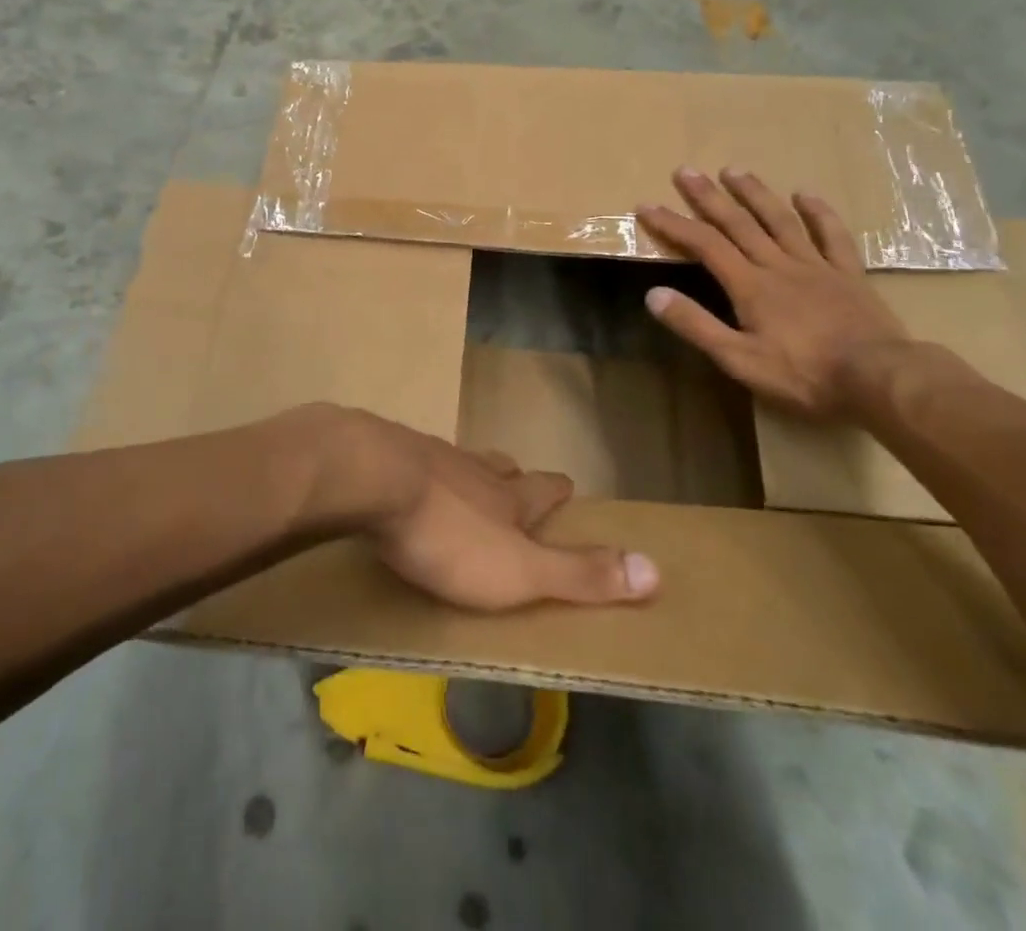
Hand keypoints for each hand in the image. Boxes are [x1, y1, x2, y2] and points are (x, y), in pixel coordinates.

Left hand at [299, 406, 659, 611]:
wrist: (368, 478)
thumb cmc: (448, 534)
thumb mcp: (519, 569)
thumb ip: (580, 573)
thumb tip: (657, 570)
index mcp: (507, 496)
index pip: (543, 488)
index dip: (557, 490)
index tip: (567, 485)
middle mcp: (472, 469)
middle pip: (500, 467)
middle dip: (513, 477)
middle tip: (516, 481)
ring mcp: (426, 456)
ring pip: (457, 461)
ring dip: (467, 472)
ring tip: (464, 482)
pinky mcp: (384, 453)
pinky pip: (410, 461)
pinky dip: (418, 473)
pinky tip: (406, 481)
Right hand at [637, 167, 908, 418]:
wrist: (881, 379)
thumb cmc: (804, 375)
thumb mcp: (739, 360)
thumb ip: (696, 325)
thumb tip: (653, 295)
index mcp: (750, 286)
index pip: (703, 245)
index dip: (673, 223)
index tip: (647, 205)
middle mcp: (778, 265)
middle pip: (737, 223)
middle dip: (708, 196)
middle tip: (686, 170)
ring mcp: (816, 266)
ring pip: (780, 220)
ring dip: (754, 193)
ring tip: (734, 170)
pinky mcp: (849, 274)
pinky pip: (832, 235)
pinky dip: (818, 212)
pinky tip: (805, 193)